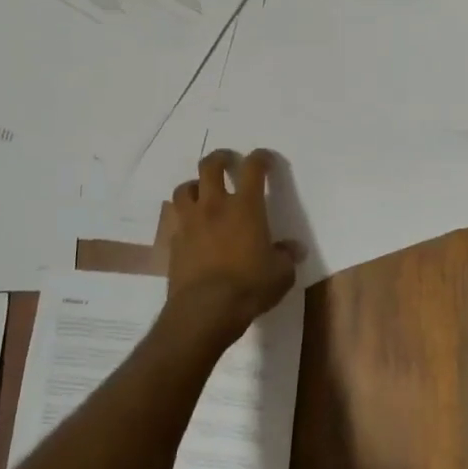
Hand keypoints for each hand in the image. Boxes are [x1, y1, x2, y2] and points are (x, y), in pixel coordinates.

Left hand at [158, 150, 297, 339]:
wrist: (204, 310)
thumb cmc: (249, 286)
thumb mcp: (280, 274)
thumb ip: (286, 256)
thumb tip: (293, 249)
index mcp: (245, 207)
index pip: (252, 169)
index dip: (260, 158)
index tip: (265, 159)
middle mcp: (214, 207)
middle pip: (210, 167)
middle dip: (220, 158)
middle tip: (228, 161)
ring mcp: (190, 223)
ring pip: (185, 188)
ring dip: (195, 185)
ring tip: (203, 192)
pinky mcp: (174, 242)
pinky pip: (177, 218)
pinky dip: (185, 216)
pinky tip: (194, 227)